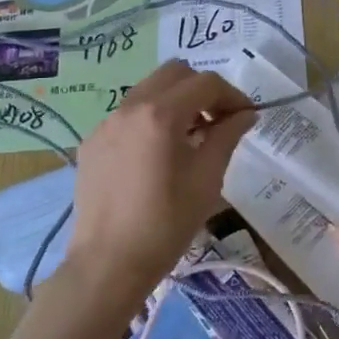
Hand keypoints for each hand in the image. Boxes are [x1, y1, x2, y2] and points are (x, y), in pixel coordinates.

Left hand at [66, 60, 255, 314]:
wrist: (108, 265)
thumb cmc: (166, 223)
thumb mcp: (207, 179)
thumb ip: (227, 136)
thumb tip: (246, 114)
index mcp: (160, 114)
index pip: (206, 83)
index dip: (233, 95)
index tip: (246, 117)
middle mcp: (129, 107)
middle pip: (175, 74)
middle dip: (202, 89)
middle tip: (218, 120)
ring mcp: (106, 124)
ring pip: (149, 90)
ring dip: (176, 101)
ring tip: (191, 137)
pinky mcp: (92, 143)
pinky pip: (128, 115)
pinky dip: (151, 120)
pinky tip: (158, 155)